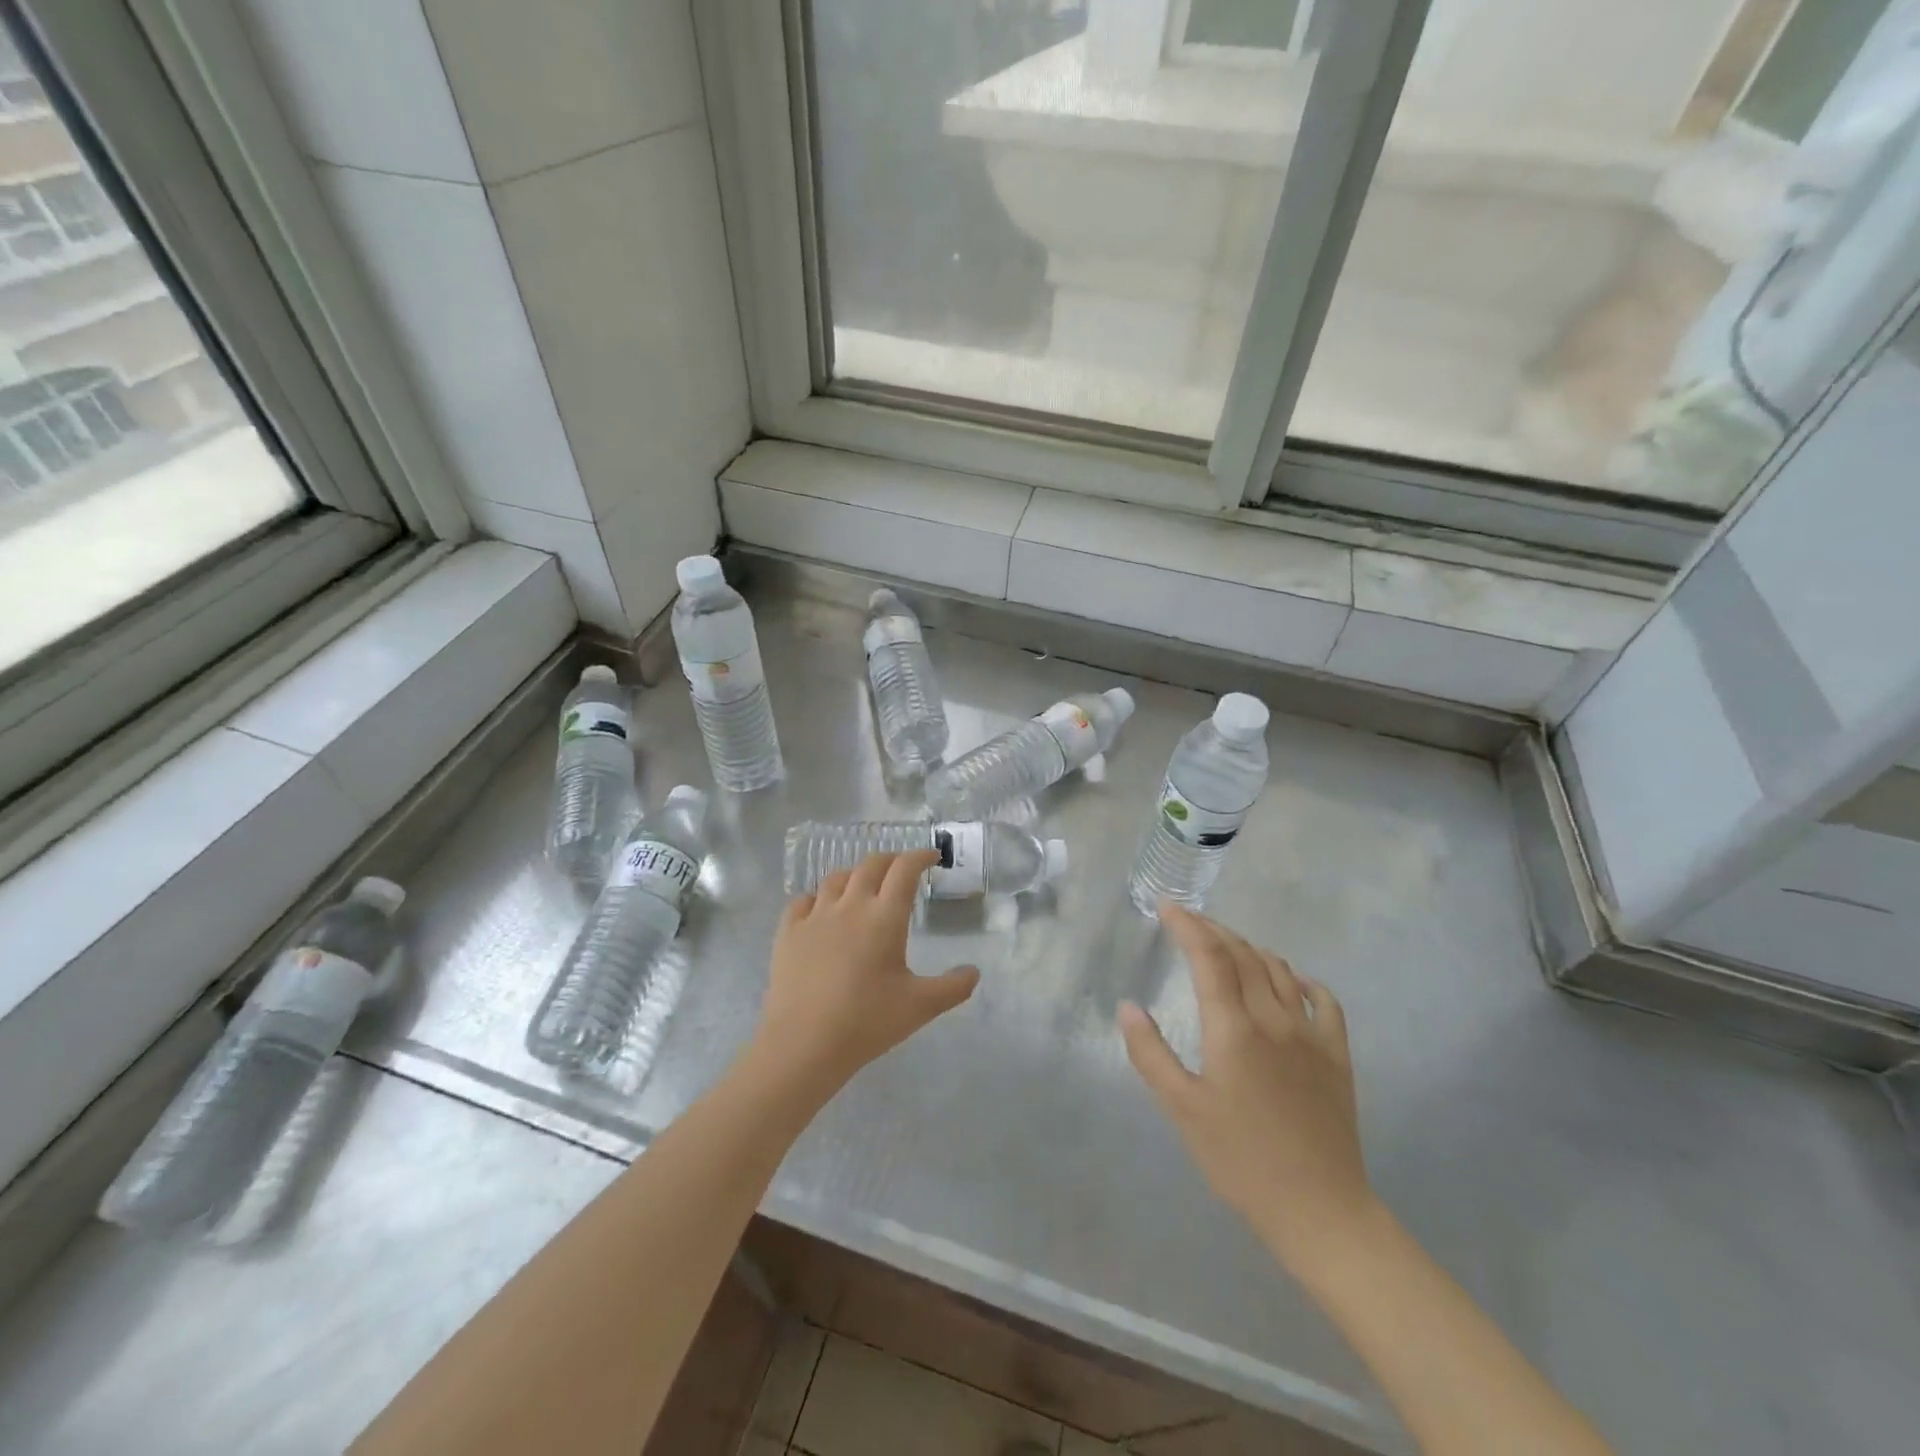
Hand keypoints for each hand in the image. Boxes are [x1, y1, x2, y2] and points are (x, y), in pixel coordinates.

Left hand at [753, 851, 978, 1098]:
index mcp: (885, 916)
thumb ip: (953, 987)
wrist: (803, 1044)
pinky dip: (818, 897)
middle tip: (902, 870)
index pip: (905, 869)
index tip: (931, 859)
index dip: (920, 857)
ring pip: (836, 878)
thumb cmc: (867, 1021)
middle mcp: (850, 905)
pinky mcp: (788, 931)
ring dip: (855, 875)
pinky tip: (821, 910)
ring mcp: (815, 916)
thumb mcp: (920, 1007)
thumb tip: (974, 972)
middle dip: (891, 860)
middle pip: (871, 864)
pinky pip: (803, 900)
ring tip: (863, 887)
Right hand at [1120, 902, 1374, 1270]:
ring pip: (1280, 970)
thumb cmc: (1241, 1160)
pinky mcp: (1337, 1056)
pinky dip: (1302, 979)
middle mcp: (1274, 1019)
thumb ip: (1151, 1054)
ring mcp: (1311, 1035)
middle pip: (1243, 954)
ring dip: (1250, 948)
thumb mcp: (1182, 1110)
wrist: (1321, 1210)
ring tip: (1227, 945)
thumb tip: (1128, 1007)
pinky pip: (1324, 1001)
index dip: (1187, 925)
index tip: (1167, 906)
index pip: (1209, 957)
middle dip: (1213, 930)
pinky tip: (1291, 980)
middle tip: (1188, 920)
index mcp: (1234, 1029)